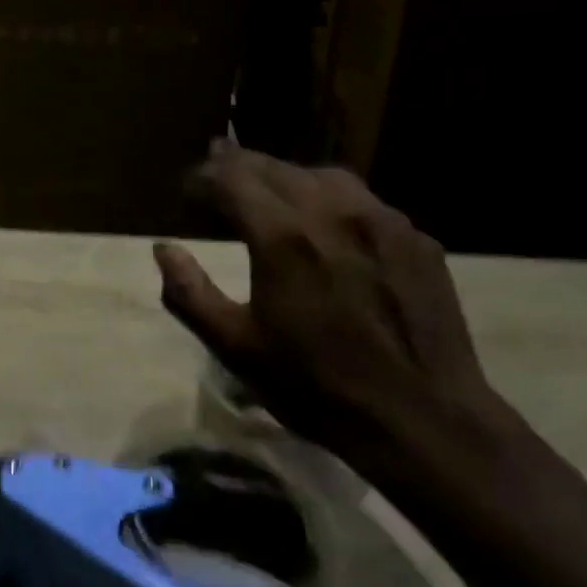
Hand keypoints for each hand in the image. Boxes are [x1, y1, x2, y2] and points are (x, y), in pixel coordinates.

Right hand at [153, 142, 511, 477]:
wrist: (422, 419)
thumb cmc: (316, 387)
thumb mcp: (236, 349)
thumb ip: (189, 294)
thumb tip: (164, 249)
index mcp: (283, 237)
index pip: (231, 178)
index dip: (202, 178)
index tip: (186, 191)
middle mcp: (333, 212)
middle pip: (274, 167)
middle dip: (237, 167)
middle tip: (214, 179)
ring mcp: (382, 220)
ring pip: (322, 174)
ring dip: (285, 177)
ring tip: (267, 193)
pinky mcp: (416, 238)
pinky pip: (363, 200)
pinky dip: (330, 199)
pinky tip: (327, 225)